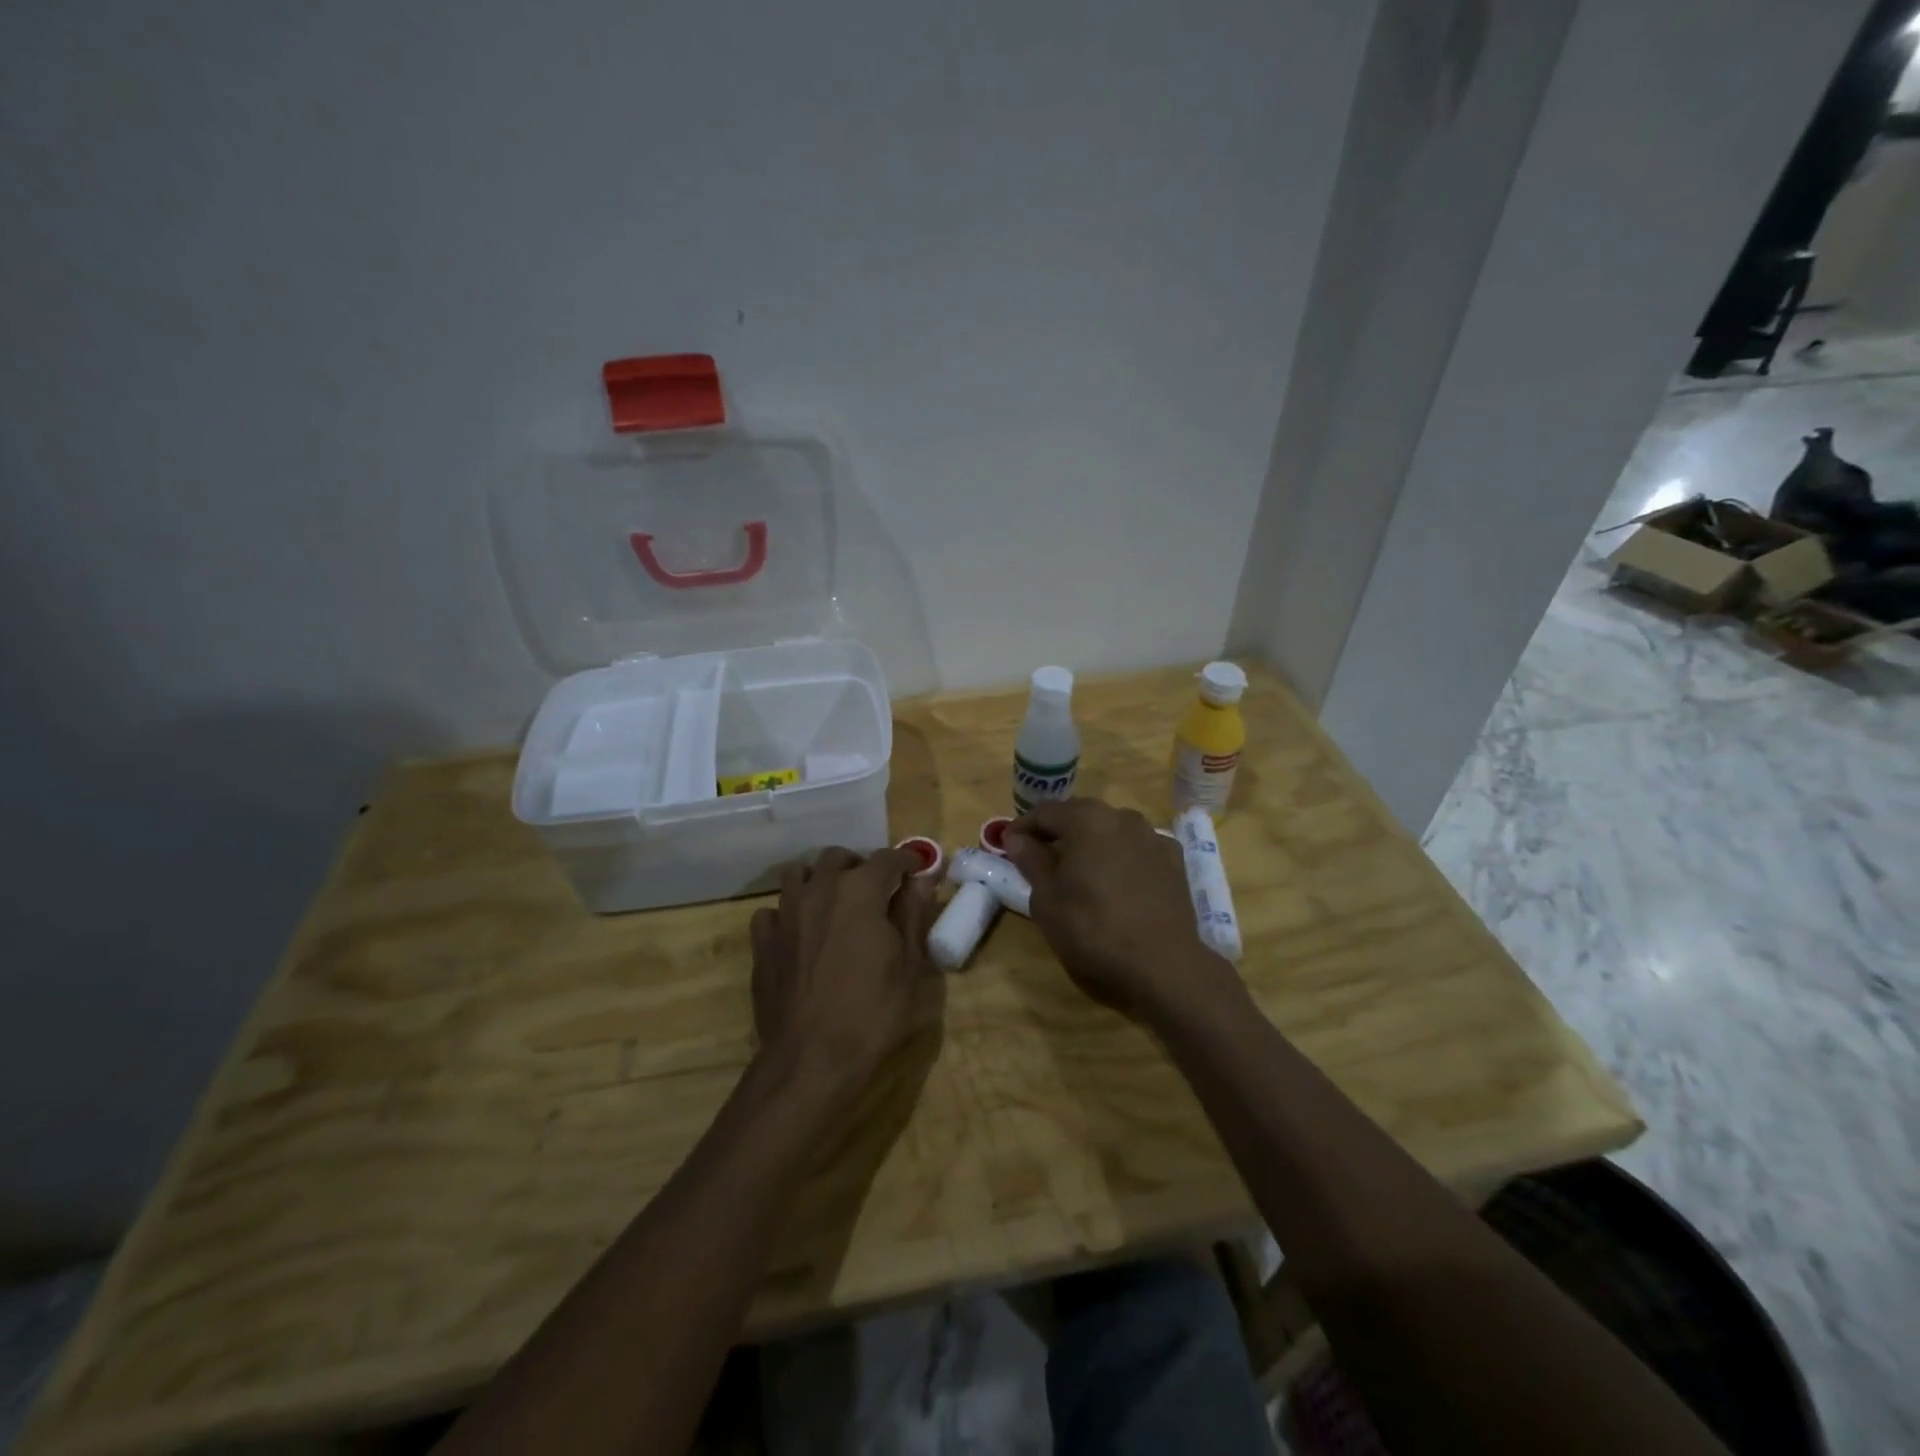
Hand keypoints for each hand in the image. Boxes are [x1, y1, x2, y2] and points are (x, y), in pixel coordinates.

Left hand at [749, 847, 938, 1096]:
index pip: (887, 858)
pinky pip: (771, 911)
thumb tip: (922, 880)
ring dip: (818, 879)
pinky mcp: (762, 942)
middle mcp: (819, 889)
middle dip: (859, 865)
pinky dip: (787, 913)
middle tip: (875, 889)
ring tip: (833, 903)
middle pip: (838, 857)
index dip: (906, 860)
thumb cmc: (873, 1013)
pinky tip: (798, 933)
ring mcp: (785, 913)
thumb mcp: (909, 966)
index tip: (916, 869)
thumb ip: (913, 915)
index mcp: (860, 891)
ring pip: (798, 874)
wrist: (811, 1059)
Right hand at [1004, 798, 1233, 1024]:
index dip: (1023, 827)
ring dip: (1091, 843)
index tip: (1009, 846)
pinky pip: (1137, 849)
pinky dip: (1120, 857)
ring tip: (1079, 871)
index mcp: (1086, 820)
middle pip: (1080, 815)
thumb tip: (1017, 838)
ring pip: (1111, 830)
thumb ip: (1031, 861)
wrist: (1163, 965)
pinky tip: (1116, 882)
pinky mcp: (1175, 860)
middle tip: (1040, 857)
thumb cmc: (1093, 930)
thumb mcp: (1047, 900)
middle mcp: (1122, 817)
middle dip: (1058, 832)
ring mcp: (1153, 837)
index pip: (1045, 811)